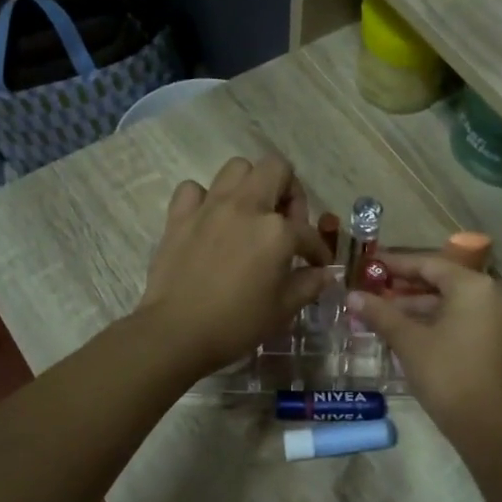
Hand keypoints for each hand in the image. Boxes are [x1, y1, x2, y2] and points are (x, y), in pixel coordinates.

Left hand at [138, 155, 332, 378]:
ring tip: (250, 214)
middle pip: (275, 168)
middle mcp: (246, 207)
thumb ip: (309, 285)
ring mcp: (210, 207)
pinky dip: (204, 199)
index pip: (308, 232)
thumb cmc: (237, 324)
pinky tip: (210, 220)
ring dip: (249, 186)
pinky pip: (193, 189)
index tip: (316, 265)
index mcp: (277, 231)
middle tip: (286, 220)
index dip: (317, 250)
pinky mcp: (179, 216)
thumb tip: (324, 274)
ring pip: (236, 168)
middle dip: (288, 190)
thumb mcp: (283, 309)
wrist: (177, 333)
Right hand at [345, 254, 501, 440]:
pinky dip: (435, 321)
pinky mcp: (498, 340)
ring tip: (381, 314)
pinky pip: (462, 318)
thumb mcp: (408, 341)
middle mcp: (492, 294)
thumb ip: (381, 314)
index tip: (369, 265)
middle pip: (442, 282)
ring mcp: (499, 318)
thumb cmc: (446, 374)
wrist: (486, 424)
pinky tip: (405, 331)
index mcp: (473, 286)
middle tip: (372, 291)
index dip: (396, 265)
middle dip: (404, 288)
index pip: (429, 264)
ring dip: (417, 307)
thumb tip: (352, 296)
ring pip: (451, 303)